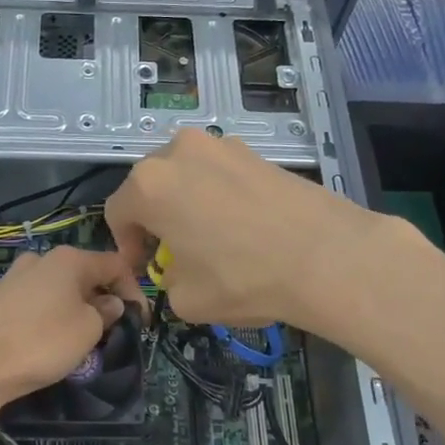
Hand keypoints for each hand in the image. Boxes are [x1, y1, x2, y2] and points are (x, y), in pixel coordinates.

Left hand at [0, 246, 141, 405]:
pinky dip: (51, 314)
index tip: (140, 320)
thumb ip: (105, 312)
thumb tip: (108, 303)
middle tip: (112, 330)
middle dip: (102, 299)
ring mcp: (15, 276)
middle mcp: (41, 259)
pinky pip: (37, 301)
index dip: (133, 290)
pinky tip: (49, 339)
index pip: (115, 265)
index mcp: (69, 259)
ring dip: (76, 307)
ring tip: (81, 337)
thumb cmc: (42, 342)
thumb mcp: (88, 330)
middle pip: (85, 274)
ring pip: (59, 288)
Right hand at [104, 129, 392, 328]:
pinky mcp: (256, 152)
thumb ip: (166, 280)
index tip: (145, 268)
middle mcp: (179, 152)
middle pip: (150, 187)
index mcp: (150, 184)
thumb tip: (177, 270)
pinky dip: (219, 196)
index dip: (126, 245)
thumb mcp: (185, 299)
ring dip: (187, 204)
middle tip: (174, 252)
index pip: (118, 212)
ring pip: (186, 176)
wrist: (326, 256)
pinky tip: (243, 227)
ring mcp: (221, 146)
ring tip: (211, 237)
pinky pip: (220, 174)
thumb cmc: (243, 278)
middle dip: (155, 219)